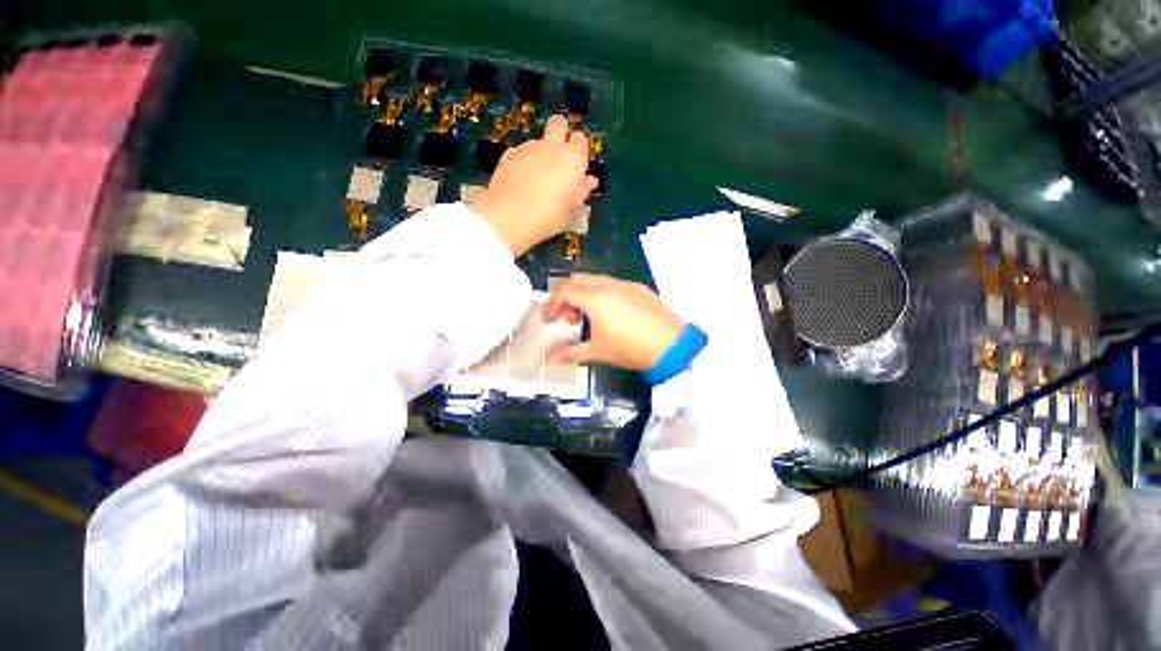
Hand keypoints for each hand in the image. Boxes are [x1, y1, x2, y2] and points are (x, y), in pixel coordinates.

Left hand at [471, 115, 598, 255]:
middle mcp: (551, 147)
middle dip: (560, 132)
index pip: (580, 140)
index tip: (576, 166)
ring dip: (540, 153)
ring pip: (538, 141)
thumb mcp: (570, 210)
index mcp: (572, 160)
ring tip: (535, 180)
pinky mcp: (509, 154)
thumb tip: (590, 181)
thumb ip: (580, 191)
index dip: (579, 151)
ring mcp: (528, 148)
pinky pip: (521, 152)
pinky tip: (520, 182)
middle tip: (558, 156)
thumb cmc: (547, 217)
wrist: (509, 217)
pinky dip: (523, 162)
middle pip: (558, 124)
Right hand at [544, 274, 685, 370]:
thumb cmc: (630, 348)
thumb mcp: (597, 352)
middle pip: (578, 280)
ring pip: (597, 280)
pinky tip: (613, 316)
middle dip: (568, 297)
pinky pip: (614, 285)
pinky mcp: (640, 289)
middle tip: (570, 320)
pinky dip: (604, 295)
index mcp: (595, 298)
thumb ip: (571, 353)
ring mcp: (626, 285)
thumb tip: (551, 359)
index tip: (549, 321)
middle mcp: (609, 285)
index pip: (565, 292)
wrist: (671, 345)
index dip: (552, 305)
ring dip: (586, 295)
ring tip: (591, 319)